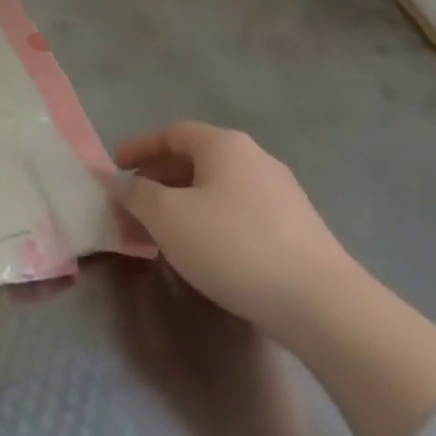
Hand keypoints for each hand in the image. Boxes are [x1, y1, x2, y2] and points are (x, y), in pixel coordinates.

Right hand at [115, 121, 349, 335]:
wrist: (320, 303)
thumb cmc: (232, 246)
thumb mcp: (168, 217)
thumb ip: (136, 194)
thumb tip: (119, 183)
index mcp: (225, 145)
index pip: (172, 133)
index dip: (140, 146)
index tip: (114, 166)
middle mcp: (256, 159)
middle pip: (196, 158)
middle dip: (159, 178)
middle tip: (133, 201)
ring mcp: (281, 193)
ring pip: (217, 187)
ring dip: (182, 202)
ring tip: (160, 230)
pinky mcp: (295, 228)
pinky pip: (238, 211)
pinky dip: (209, 220)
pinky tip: (202, 250)